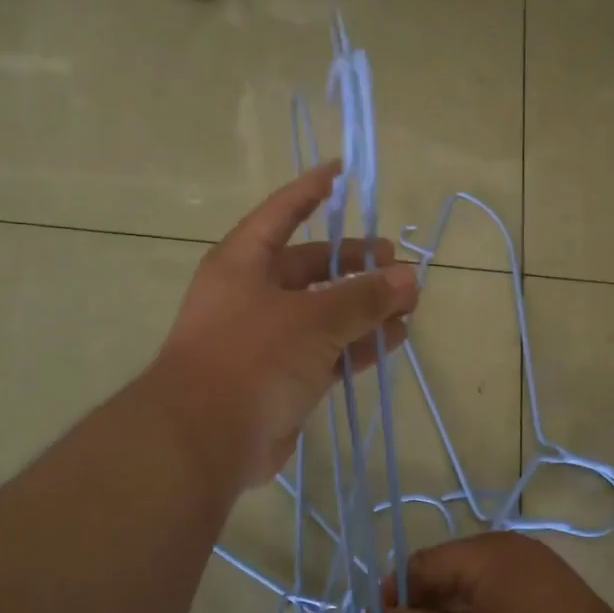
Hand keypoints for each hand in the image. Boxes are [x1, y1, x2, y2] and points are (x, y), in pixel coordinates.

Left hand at [145, 163, 419, 495]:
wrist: (204, 441)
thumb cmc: (252, 358)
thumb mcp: (314, 319)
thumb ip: (364, 296)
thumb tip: (409, 277)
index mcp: (244, 263)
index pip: (282, 212)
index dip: (311, 190)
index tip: (341, 171)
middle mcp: (253, 294)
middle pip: (312, 268)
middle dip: (357, 265)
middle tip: (398, 266)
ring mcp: (266, 339)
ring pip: (325, 313)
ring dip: (365, 309)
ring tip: (409, 307)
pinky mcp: (281, 378)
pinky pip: (327, 351)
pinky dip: (358, 345)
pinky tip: (393, 341)